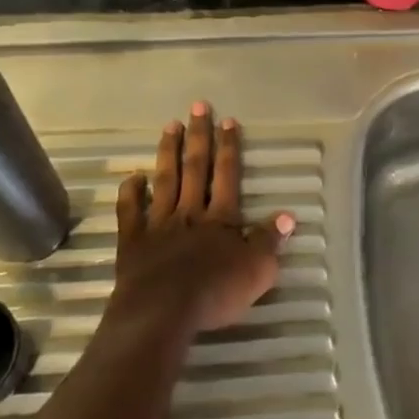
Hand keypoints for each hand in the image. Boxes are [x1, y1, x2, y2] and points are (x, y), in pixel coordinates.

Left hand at [108, 102, 292, 337]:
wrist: (163, 312)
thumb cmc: (215, 292)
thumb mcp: (257, 271)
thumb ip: (270, 240)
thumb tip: (289, 215)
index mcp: (220, 218)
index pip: (227, 175)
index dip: (229, 147)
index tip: (228, 121)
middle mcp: (190, 212)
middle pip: (196, 167)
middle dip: (199, 135)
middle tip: (198, 106)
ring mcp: (159, 224)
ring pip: (165, 180)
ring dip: (169, 152)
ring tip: (170, 126)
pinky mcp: (133, 241)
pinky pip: (130, 211)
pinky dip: (130, 192)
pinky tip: (133, 177)